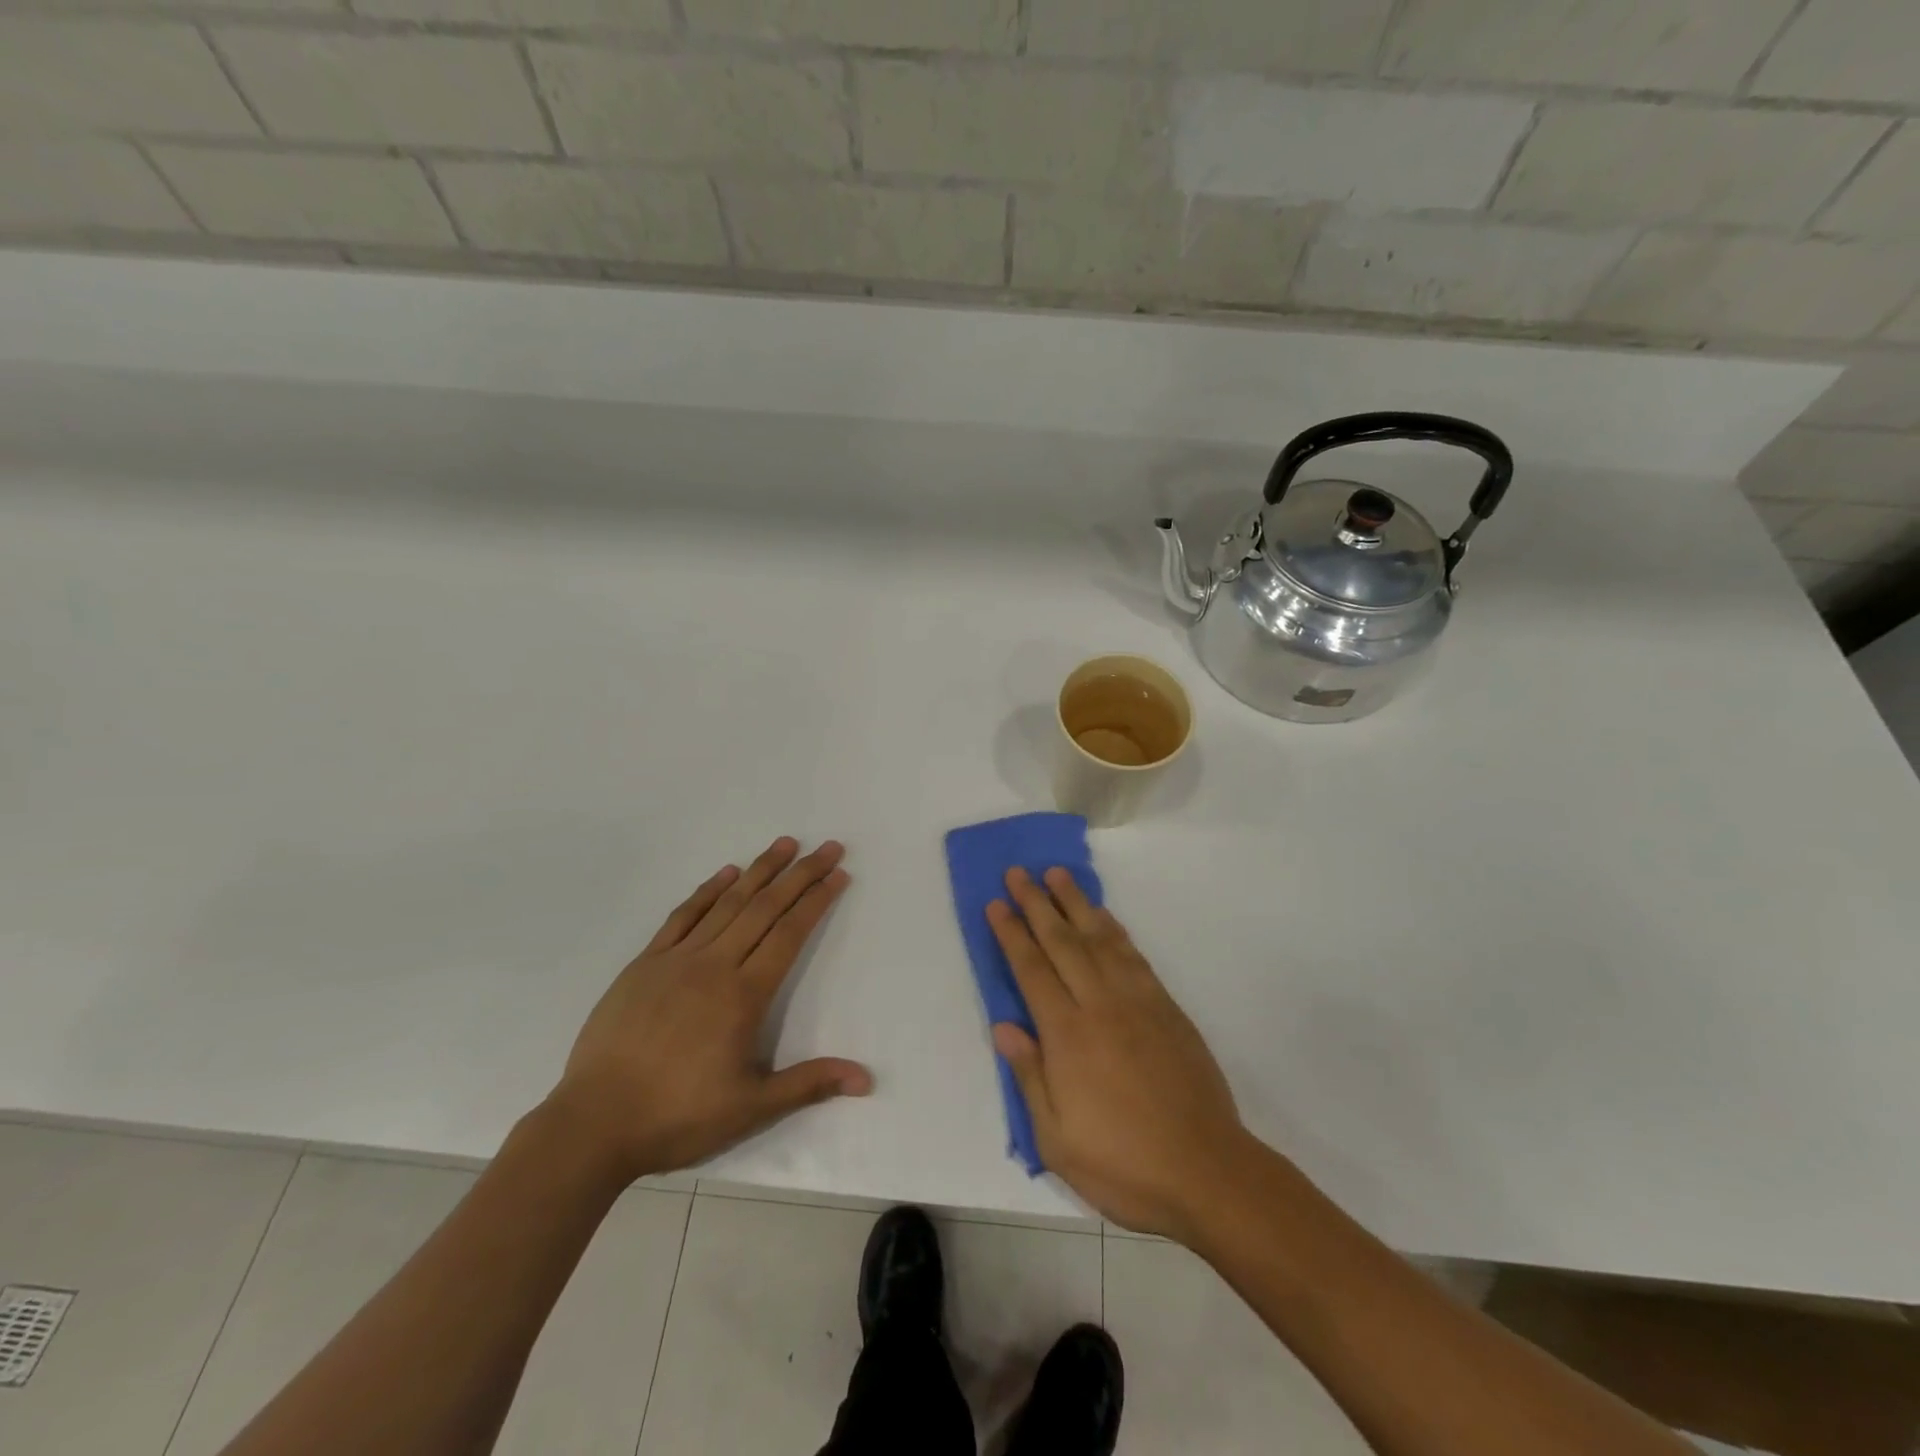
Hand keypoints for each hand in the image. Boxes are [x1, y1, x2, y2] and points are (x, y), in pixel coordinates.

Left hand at [547, 837, 871, 1184]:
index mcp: (744, 995)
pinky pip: (682, 916)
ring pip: (727, 903)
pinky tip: (725, 873)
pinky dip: (707, 891)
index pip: (790, 934)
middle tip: (828, 847)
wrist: (593, 1124)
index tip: (838, 874)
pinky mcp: (644, 964)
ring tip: (785, 844)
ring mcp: (676, 960)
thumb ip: (809, 1083)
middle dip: (800, 874)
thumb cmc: (678, 1116)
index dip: (816, 900)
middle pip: (765, 908)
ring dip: (759, 870)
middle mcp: (714, 965)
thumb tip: (866, 1079)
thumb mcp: (751, 1108)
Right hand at [988, 867, 1249, 1239]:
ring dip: (1075, 902)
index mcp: (1068, 1035)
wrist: (1207, 1171)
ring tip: (1057, 874)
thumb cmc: (1123, 1163)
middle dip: (1036, 904)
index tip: (996, 904)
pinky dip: (1114, 928)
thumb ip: (1029, 1076)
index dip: (1011, 934)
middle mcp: (1100, 1005)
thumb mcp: (1057, 1139)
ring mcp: (1137, 1001)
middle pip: (1062, 942)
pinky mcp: (1166, 1006)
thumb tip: (1003, 1026)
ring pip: (1099, 938)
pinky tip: (1103, 917)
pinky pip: (1133, 954)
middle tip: (1018, 872)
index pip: (1031, 970)